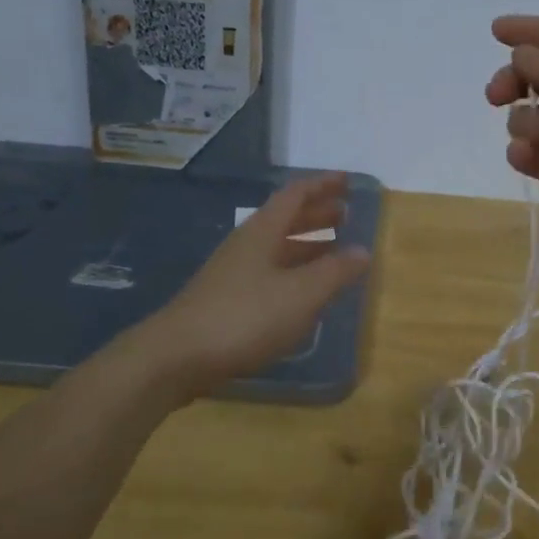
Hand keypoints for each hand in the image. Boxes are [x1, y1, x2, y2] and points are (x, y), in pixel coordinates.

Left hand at [126, 174, 371, 401]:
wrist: (176, 357)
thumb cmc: (244, 317)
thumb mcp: (300, 295)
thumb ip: (334, 272)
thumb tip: (363, 251)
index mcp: (263, 232)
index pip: (295, 196)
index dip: (322, 186)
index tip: (346, 181)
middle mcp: (246, 245)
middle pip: (285, 219)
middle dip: (316, 215)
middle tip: (345, 215)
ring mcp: (233, 273)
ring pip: (276, 247)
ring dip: (306, 244)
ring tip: (332, 250)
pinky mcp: (226, 300)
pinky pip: (269, 272)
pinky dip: (293, 271)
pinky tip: (302, 291)